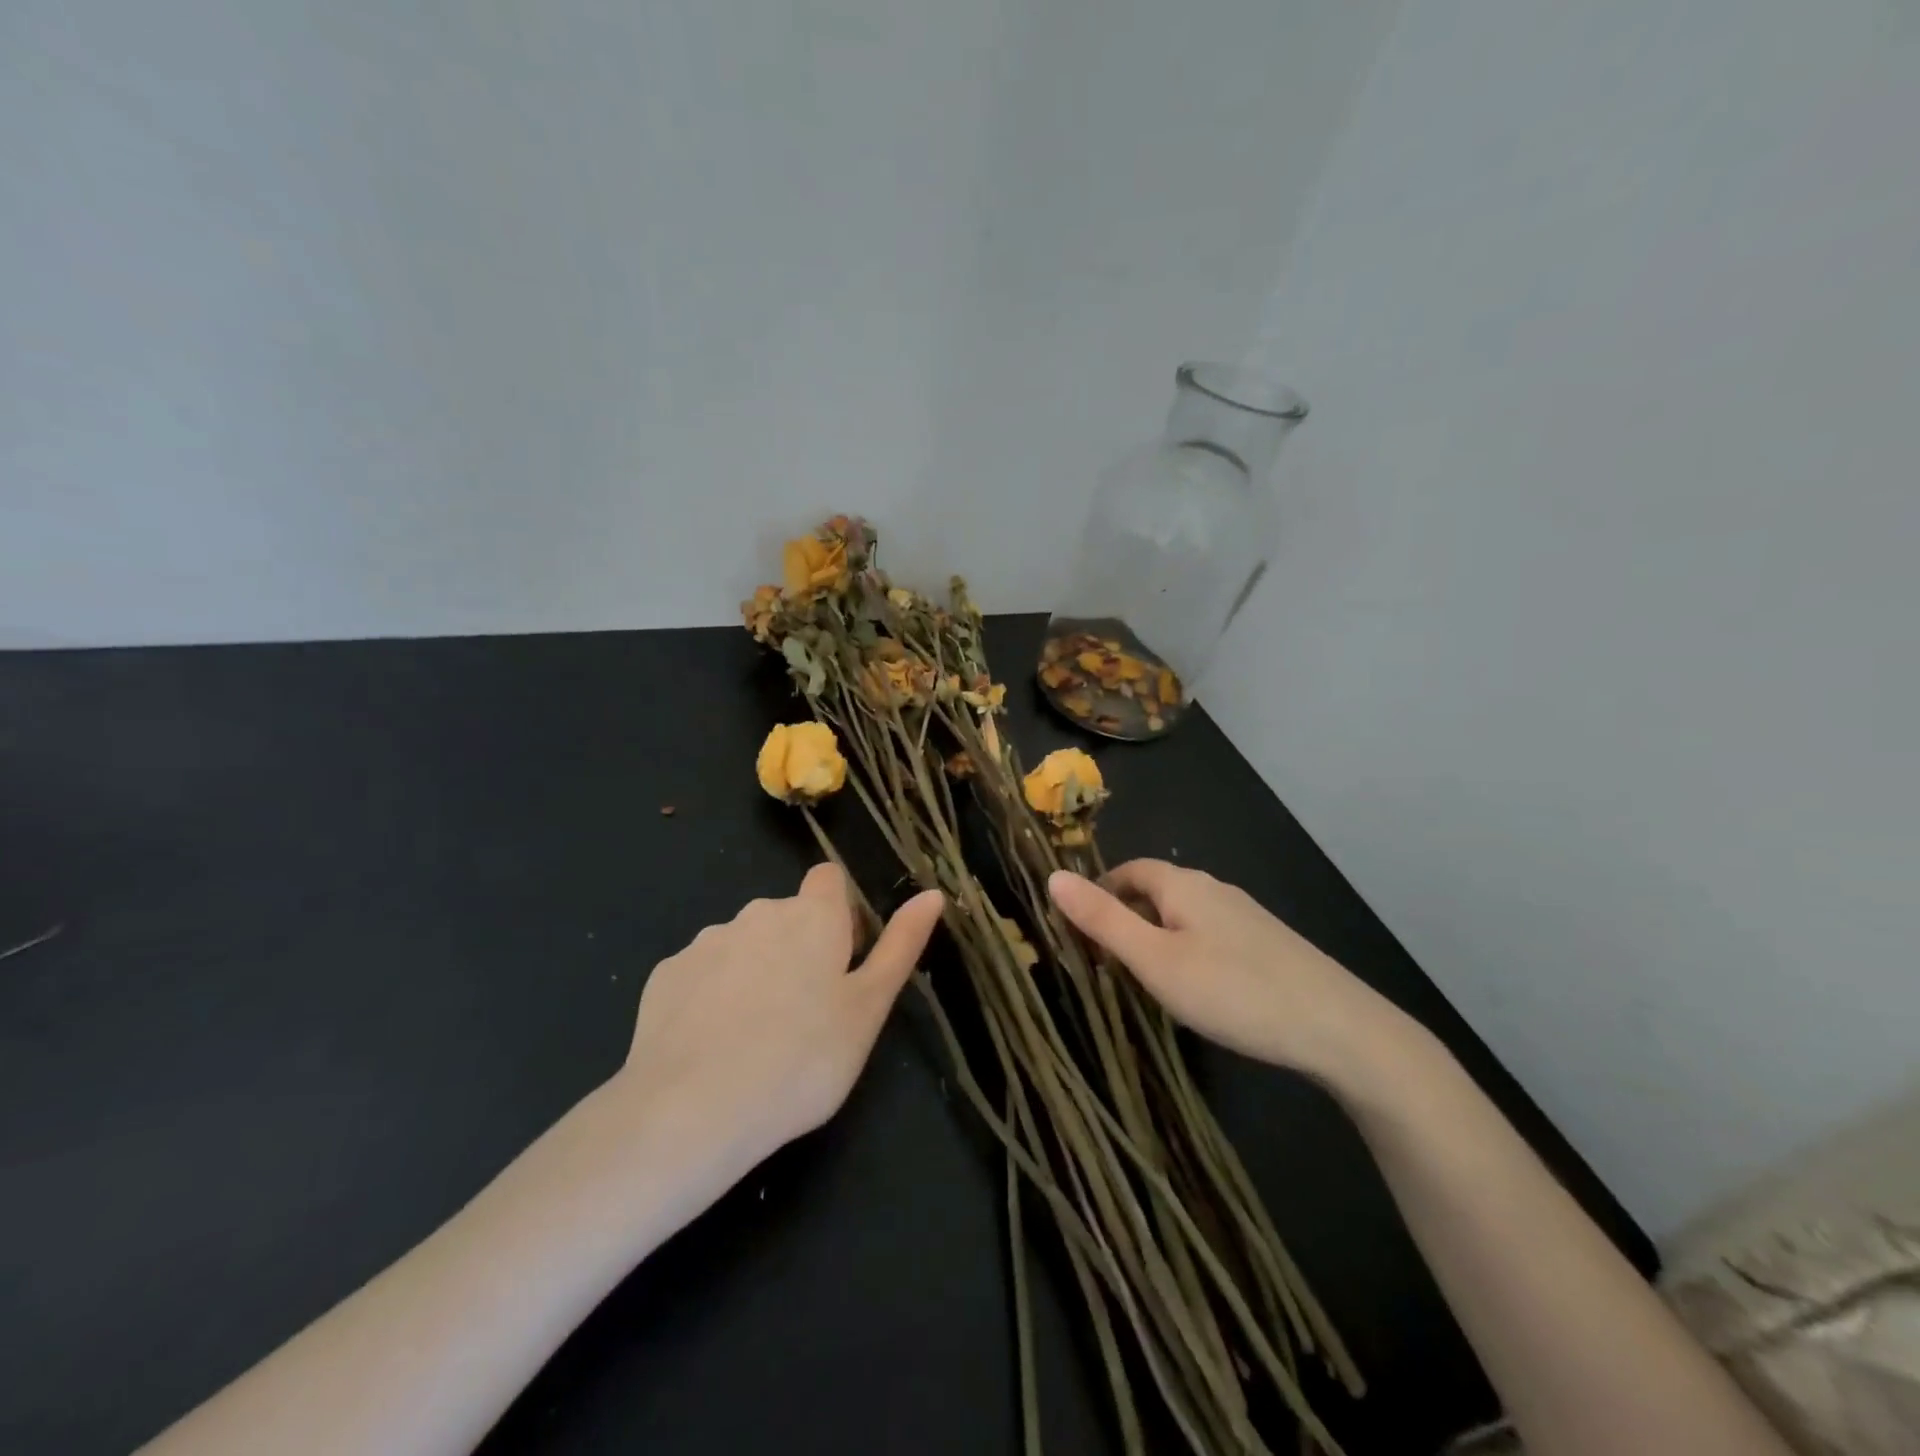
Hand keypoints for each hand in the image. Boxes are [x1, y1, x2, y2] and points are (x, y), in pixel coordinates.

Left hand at [614, 864, 943, 1180]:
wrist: (693, 1111)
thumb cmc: (803, 1059)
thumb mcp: (869, 1008)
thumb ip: (901, 945)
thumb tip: (932, 893)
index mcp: (812, 916)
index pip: (830, 878)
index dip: (842, 912)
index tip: (843, 960)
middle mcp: (758, 913)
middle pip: (787, 915)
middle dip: (799, 947)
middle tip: (808, 1013)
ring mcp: (706, 941)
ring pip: (744, 944)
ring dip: (756, 970)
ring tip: (758, 1038)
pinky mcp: (666, 974)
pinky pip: (703, 973)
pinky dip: (713, 996)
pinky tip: (713, 1046)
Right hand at [1049, 860, 1405, 1080]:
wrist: (1339, 1028)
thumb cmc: (1233, 990)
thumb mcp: (1155, 961)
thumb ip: (1103, 920)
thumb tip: (1053, 876)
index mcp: (1184, 885)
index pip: (1129, 870)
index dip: (1100, 893)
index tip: (1080, 931)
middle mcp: (1215, 890)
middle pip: (1156, 891)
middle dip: (1126, 917)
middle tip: (1106, 963)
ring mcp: (1247, 917)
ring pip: (1185, 916)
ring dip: (1156, 937)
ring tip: (1145, 981)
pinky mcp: (1269, 944)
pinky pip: (1211, 935)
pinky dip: (1188, 951)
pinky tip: (1197, 990)